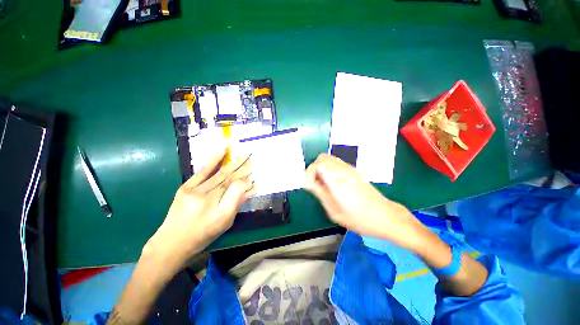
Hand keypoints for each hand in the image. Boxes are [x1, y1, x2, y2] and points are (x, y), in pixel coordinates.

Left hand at [146, 148, 254, 268]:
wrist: (171, 242)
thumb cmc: (203, 234)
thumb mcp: (225, 223)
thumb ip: (237, 203)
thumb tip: (250, 187)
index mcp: (219, 210)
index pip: (237, 188)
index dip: (247, 179)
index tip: (254, 171)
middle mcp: (207, 198)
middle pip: (230, 178)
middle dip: (243, 166)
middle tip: (252, 155)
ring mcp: (195, 190)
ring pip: (220, 173)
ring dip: (234, 162)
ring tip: (243, 152)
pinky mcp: (186, 186)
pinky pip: (203, 170)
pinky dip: (214, 159)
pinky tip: (223, 149)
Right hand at [304, 154, 430, 251]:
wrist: (386, 216)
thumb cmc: (359, 219)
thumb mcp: (334, 211)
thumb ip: (319, 193)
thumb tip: (307, 182)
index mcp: (337, 180)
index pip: (318, 164)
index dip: (309, 172)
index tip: (308, 184)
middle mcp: (343, 170)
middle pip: (322, 158)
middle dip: (314, 168)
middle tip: (314, 183)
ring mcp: (350, 169)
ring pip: (329, 159)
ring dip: (321, 168)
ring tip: (322, 184)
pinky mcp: (354, 171)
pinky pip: (337, 164)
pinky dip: (329, 169)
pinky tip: (332, 183)